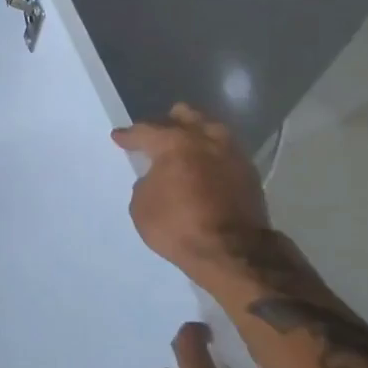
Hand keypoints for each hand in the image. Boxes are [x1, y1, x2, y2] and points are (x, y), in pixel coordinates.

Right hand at [113, 105, 273, 288]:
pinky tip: (206, 166)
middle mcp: (204, 138)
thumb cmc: (180, 228)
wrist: (235, 253)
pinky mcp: (249, 171)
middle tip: (156, 136)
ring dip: (194, 133)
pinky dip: (212, 154)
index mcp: (174, 143)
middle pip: (183, 115)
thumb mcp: (142, 208)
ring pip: (209, 127)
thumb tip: (157, 179)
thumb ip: (145, 184)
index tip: (119, 137)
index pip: (145, 131)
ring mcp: (231, 152)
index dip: (129, 135)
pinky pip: (225, 150)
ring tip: (185, 147)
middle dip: (167, 122)